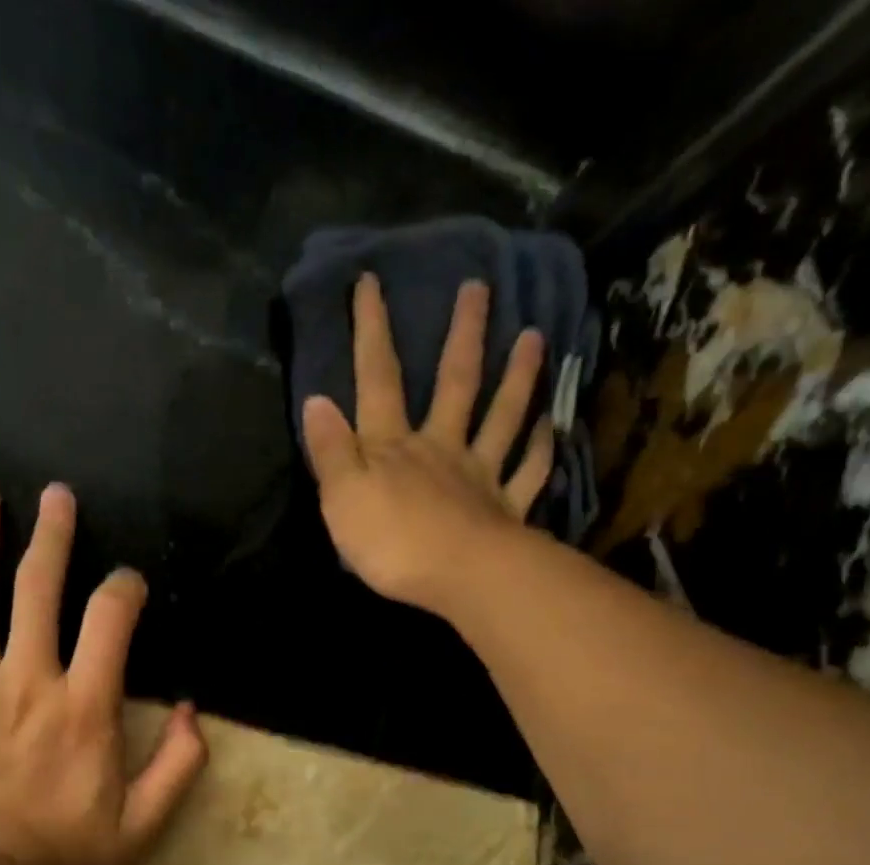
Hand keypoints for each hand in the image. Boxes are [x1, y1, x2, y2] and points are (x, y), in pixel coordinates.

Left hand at [0, 482, 207, 864]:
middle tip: (55, 493)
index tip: (128, 582)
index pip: (110, 620)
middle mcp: (27, 679)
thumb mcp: (142, 826)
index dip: (124, 589)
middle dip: (51, 536)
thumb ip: (178, 766)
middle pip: (38, 589)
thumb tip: (191, 712)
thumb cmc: (62, 855)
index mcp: (84, 705)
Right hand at [302, 274, 552, 614]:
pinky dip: (541, 449)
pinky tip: (552, 426)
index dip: (371, 332)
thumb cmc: (392, 542)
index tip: (372, 282)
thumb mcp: (342, 498)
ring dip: (518, 377)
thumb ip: (331, 452)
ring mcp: (479, 476)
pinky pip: (529, 473)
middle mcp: (440, 449)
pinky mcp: (506, 510)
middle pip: (454, 383)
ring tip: (534, 336)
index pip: (377, 380)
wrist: (458, 577)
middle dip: (463, 335)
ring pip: (502, 418)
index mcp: (393, 447)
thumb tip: (317, 401)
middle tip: (479, 287)